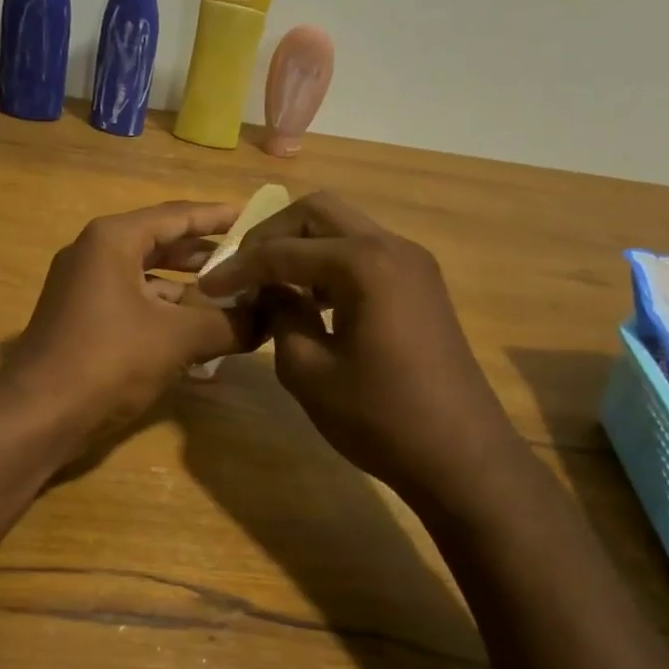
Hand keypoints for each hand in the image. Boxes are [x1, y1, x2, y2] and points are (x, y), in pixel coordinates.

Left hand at [0, 201, 254, 453]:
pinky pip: (134, 304)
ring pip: (148, 278)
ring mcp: (83, 288)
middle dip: (207, 256)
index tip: (256, 217)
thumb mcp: (177, 339)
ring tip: (234, 300)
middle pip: (161, 244)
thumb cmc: (108, 361)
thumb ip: (229, 324)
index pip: (177, 215)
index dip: (219, 216)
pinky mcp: (81, 320)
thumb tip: (270, 318)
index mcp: (113, 240)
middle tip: (251, 260)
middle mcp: (94, 254)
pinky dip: (165, 315)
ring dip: (189, 290)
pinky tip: (200, 336)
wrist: (37, 416)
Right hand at [197, 191, 528, 508]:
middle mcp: (391, 247)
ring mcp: (412, 263)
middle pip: (318, 213)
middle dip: (271, 235)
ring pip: (343, 229)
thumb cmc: (380, 418)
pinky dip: (329, 264)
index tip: (207, 287)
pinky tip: (309, 299)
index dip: (239, 267)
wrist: (462, 456)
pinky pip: (364, 253)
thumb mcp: (308, 371)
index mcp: (363, 264)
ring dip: (301, 247)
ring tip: (269, 284)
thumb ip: (281, 317)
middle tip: (241, 270)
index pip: (284, 250)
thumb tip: (269, 292)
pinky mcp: (420, 284)